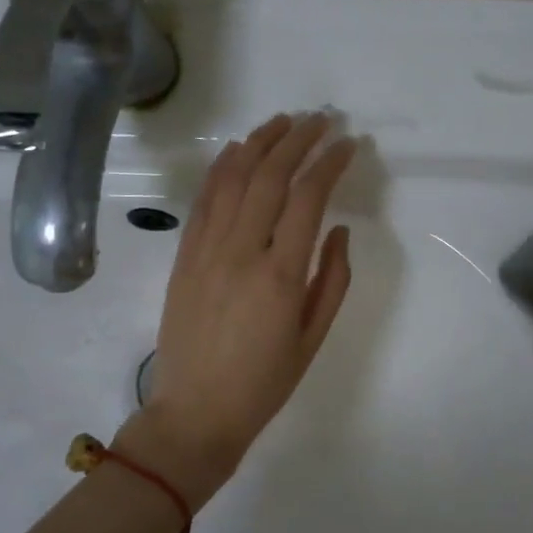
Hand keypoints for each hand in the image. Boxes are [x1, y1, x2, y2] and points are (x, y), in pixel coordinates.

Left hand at [125, 112, 355, 506]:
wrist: (195, 413)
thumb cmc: (264, 382)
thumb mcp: (313, 337)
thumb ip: (332, 278)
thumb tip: (338, 229)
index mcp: (280, 275)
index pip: (307, 198)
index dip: (329, 163)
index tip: (348, 144)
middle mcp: (241, 251)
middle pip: (269, 176)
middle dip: (298, 140)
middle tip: (321, 119)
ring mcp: (206, 250)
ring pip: (233, 179)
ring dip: (259, 143)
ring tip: (283, 121)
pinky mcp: (184, 256)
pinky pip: (204, 200)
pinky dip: (221, 168)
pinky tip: (237, 150)